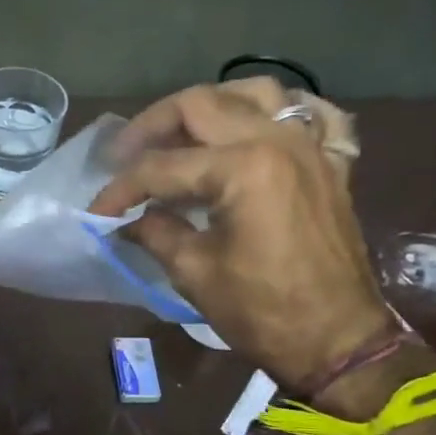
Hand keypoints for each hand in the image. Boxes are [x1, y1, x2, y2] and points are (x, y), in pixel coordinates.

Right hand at [88, 78, 391, 391]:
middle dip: (153, 126)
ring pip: (257, 93)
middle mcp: (278, 141)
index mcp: (242, 168)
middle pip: (202, 105)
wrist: (337, 341)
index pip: (162, 167)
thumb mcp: (195, 273)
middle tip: (124, 154)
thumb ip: (156, 232)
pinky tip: (261, 127)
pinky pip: (315, 115)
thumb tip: (128, 220)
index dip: (121, 189)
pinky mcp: (332, 165)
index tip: (97, 211)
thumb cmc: (262, 312)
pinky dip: (284, 113)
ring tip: (184, 133)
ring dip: (213, 105)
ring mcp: (311, 148)